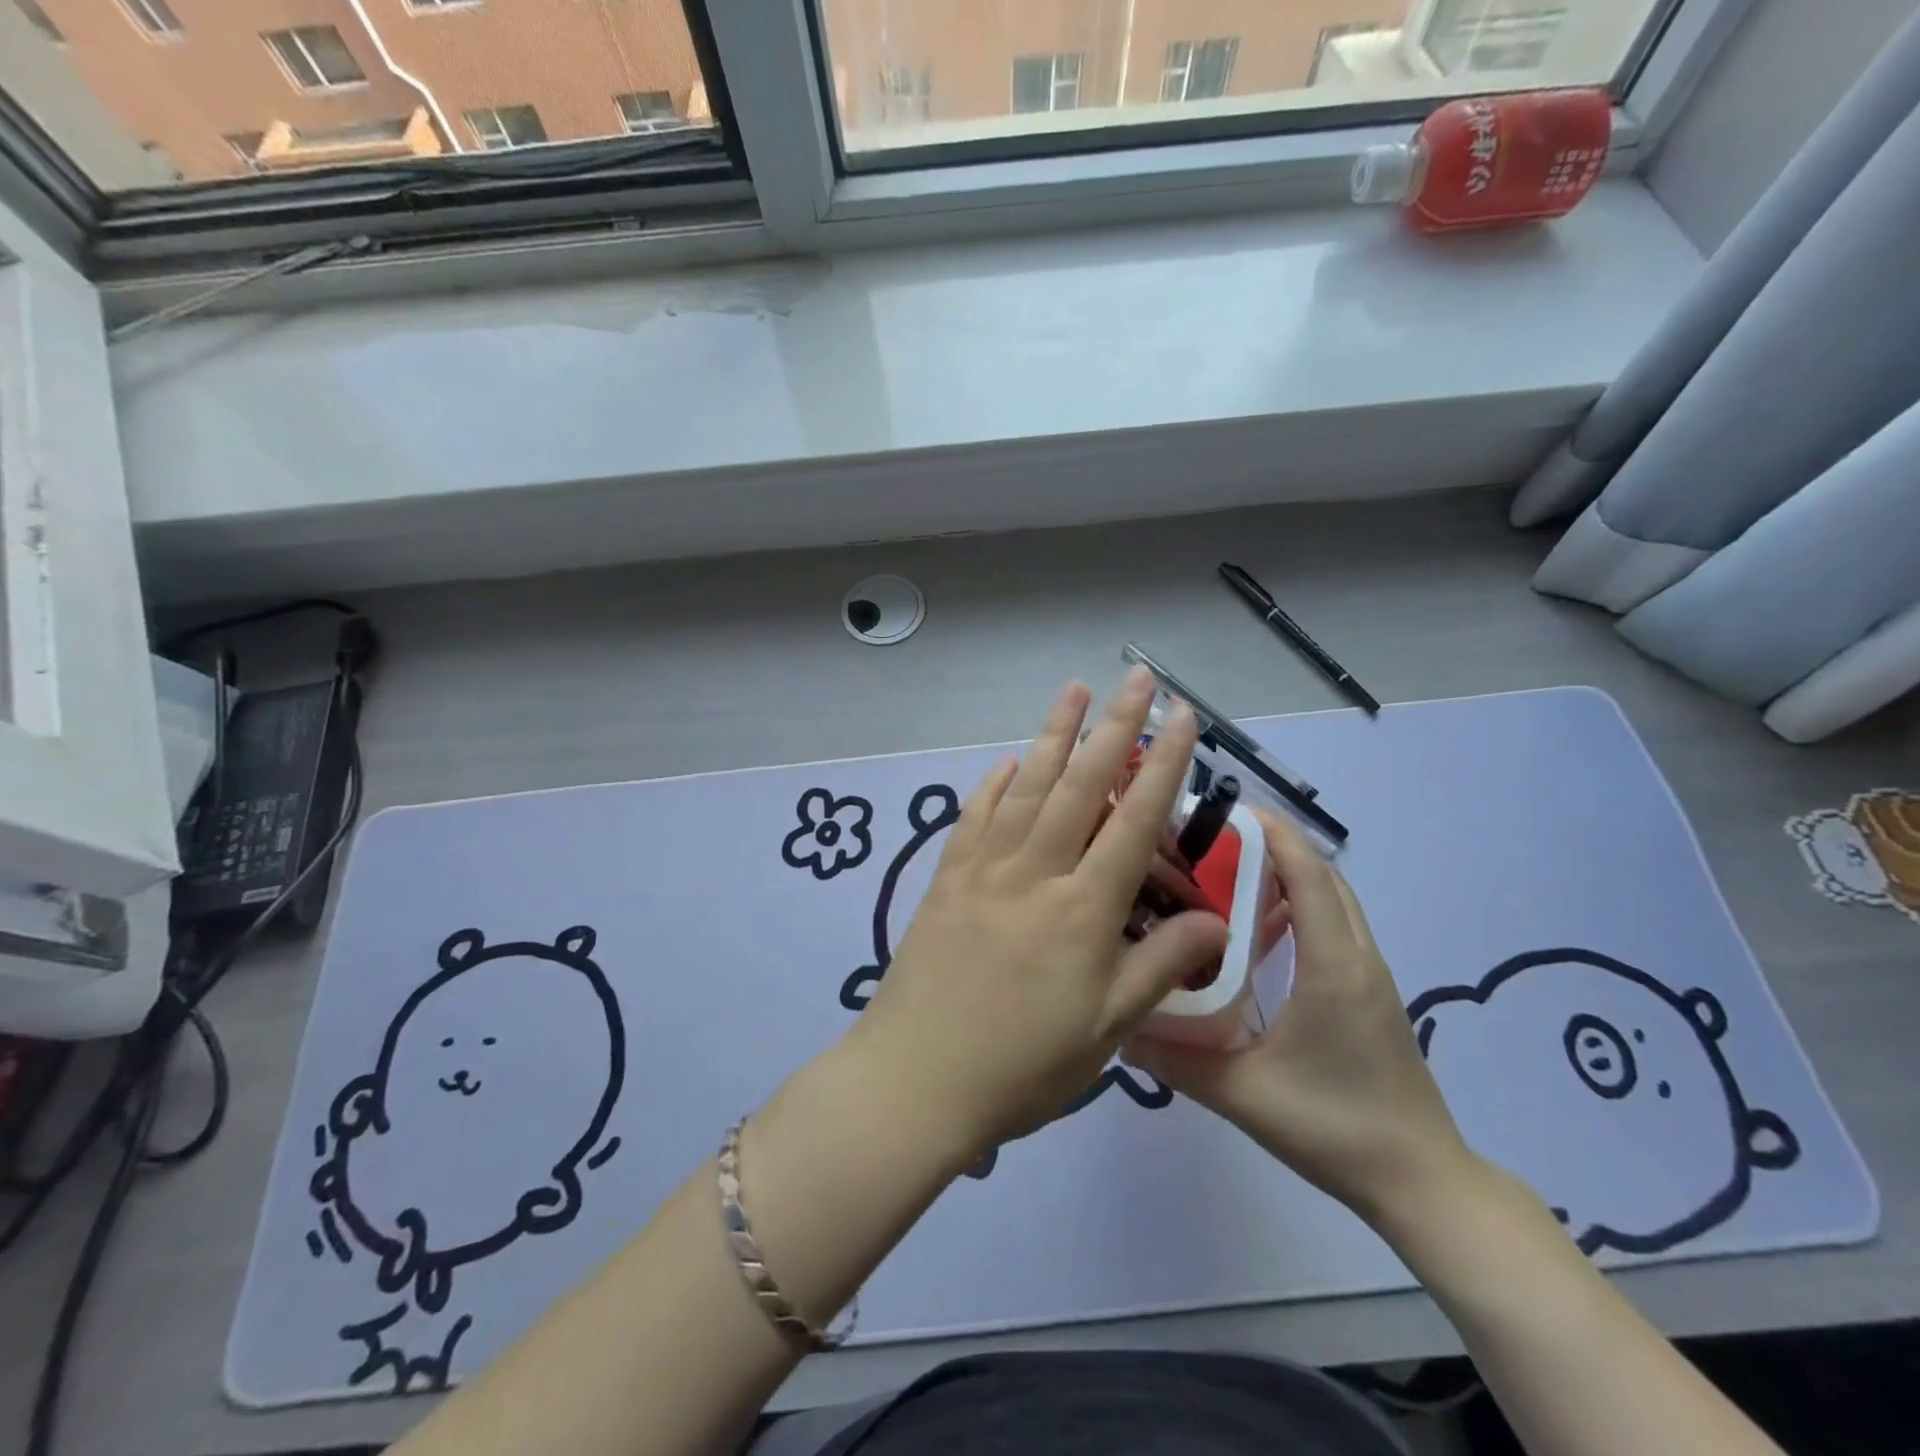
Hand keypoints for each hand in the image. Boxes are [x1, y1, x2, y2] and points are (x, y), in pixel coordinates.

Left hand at [851, 669, 1229, 1157]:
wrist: (916, 1078)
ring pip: (1026, 786)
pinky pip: (974, 816)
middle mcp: (1034, 871)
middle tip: (1137, 679)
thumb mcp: (1108, 1029)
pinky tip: (1007, 763)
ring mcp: (984, 869)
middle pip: (1081, 785)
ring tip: (1074, 692)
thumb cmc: (1022, 1064)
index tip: (1183, 717)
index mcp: (1083, 908)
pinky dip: (994, 784)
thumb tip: (1214, 919)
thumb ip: (1160, 966)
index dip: (1163, 764)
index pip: (1134, 819)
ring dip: (1052, 735)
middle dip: (1114, 727)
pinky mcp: (947, 879)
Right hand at [1126, 808, 1474, 1230]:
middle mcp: (1356, 955)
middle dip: (1273, 846)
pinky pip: (1335, 925)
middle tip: (1210, 844)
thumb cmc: (1336, 1127)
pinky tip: (1258, 933)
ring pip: (1332, 899)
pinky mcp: (1369, 993)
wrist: (1422, 1182)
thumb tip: (1120, 1028)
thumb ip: (1177, 1060)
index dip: (1271, 833)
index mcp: (1332, 964)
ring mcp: (1369, 974)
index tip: (1223, 811)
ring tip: (1227, 877)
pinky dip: (1301, 906)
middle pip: (1323, 875)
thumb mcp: (1244, 1094)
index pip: (1308, 874)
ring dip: (1288, 874)